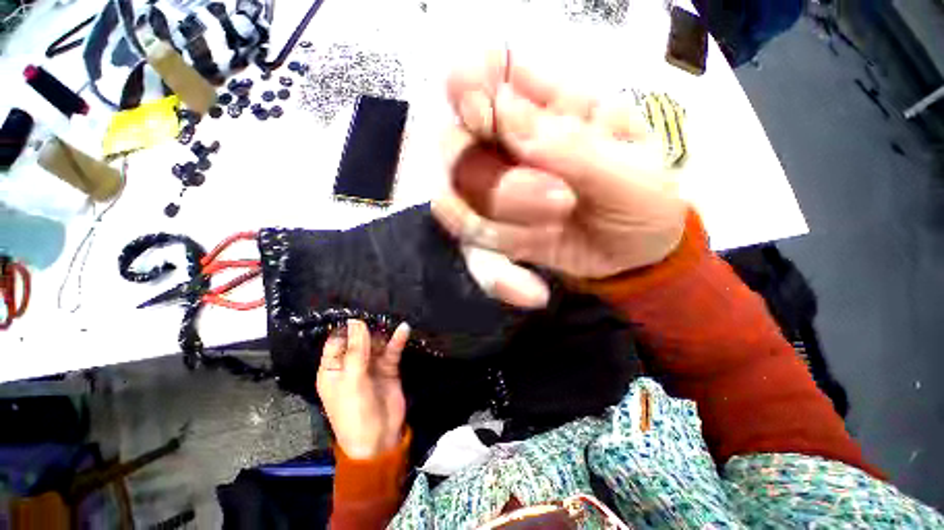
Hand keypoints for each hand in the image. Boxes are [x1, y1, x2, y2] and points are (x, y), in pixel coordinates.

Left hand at [316, 319, 409, 459]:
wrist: (380, 438)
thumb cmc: (355, 412)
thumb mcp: (352, 380)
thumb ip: (356, 350)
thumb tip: (356, 321)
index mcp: (333, 369)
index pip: (336, 342)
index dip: (346, 327)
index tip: (357, 309)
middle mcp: (351, 365)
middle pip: (358, 340)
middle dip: (367, 327)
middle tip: (378, 308)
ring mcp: (371, 366)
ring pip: (376, 343)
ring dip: (383, 332)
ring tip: (391, 317)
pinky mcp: (388, 369)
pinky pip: (391, 351)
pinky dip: (397, 341)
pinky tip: (403, 329)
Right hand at [433, 48, 688, 307]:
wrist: (634, 255)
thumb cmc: (642, 199)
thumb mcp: (630, 170)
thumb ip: (571, 143)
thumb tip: (504, 114)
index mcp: (545, 107)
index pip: (482, 72)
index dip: (468, 84)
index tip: (482, 113)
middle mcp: (504, 148)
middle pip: (456, 152)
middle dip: (502, 187)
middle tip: (560, 202)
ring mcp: (491, 198)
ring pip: (455, 208)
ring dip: (504, 231)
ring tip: (555, 232)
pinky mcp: (492, 241)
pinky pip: (474, 258)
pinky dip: (498, 278)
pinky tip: (533, 292)